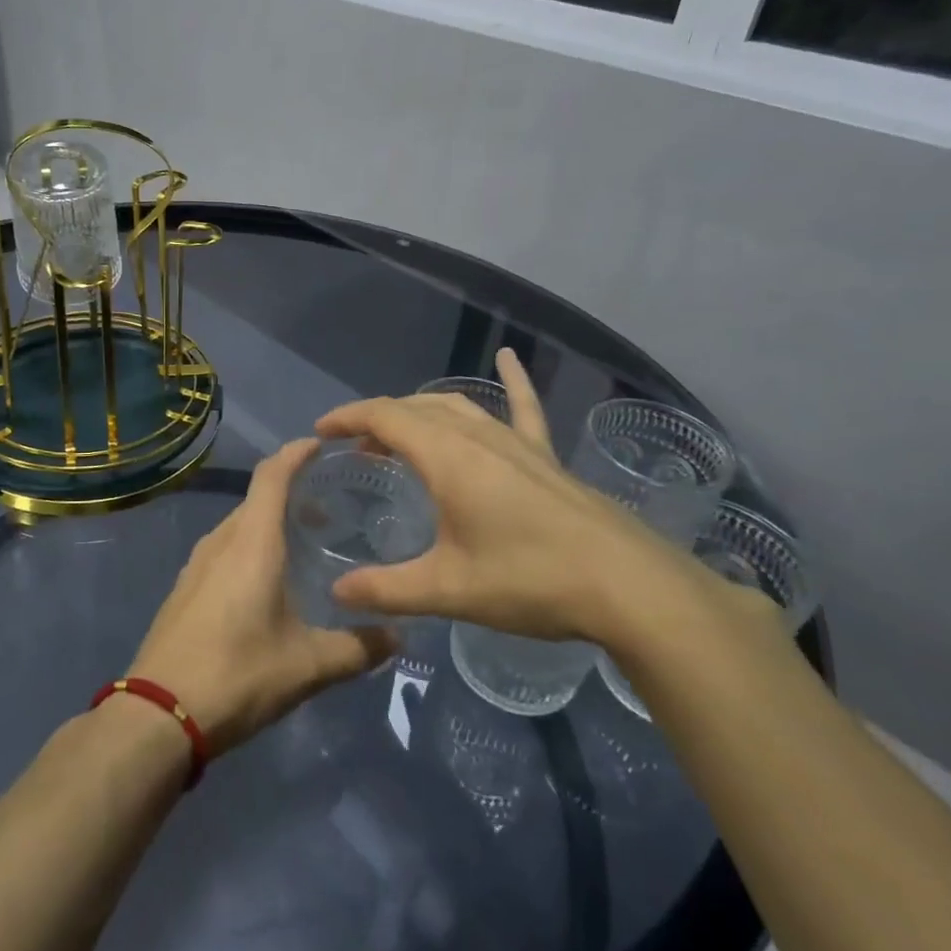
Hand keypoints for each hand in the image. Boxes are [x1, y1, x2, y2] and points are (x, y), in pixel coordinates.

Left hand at [129, 440, 399, 752]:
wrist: (159, 713)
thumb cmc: (238, 674)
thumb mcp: (308, 666)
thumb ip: (357, 648)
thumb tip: (399, 636)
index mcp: (251, 542)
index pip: (272, 475)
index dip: (296, 452)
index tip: (323, 444)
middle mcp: (221, 541)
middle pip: (257, 498)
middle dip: (292, 493)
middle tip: (330, 509)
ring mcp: (197, 564)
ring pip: (239, 525)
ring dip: (269, 522)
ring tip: (303, 543)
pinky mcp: (185, 588)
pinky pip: (223, 549)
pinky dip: (249, 546)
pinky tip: (266, 582)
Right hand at [318, 348, 698, 647]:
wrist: (629, 586)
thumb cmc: (531, 581)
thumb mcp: (449, 590)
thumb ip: (387, 589)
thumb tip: (337, 593)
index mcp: (447, 457)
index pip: (384, 417)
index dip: (348, 418)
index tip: (321, 432)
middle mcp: (477, 436)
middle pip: (415, 409)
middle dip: (378, 420)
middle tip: (355, 448)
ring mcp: (515, 442)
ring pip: (456, 407)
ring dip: (420, 412)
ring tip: (399, 433)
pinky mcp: (545, 456)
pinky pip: (522, 408)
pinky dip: (512, 380)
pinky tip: (508, 357)